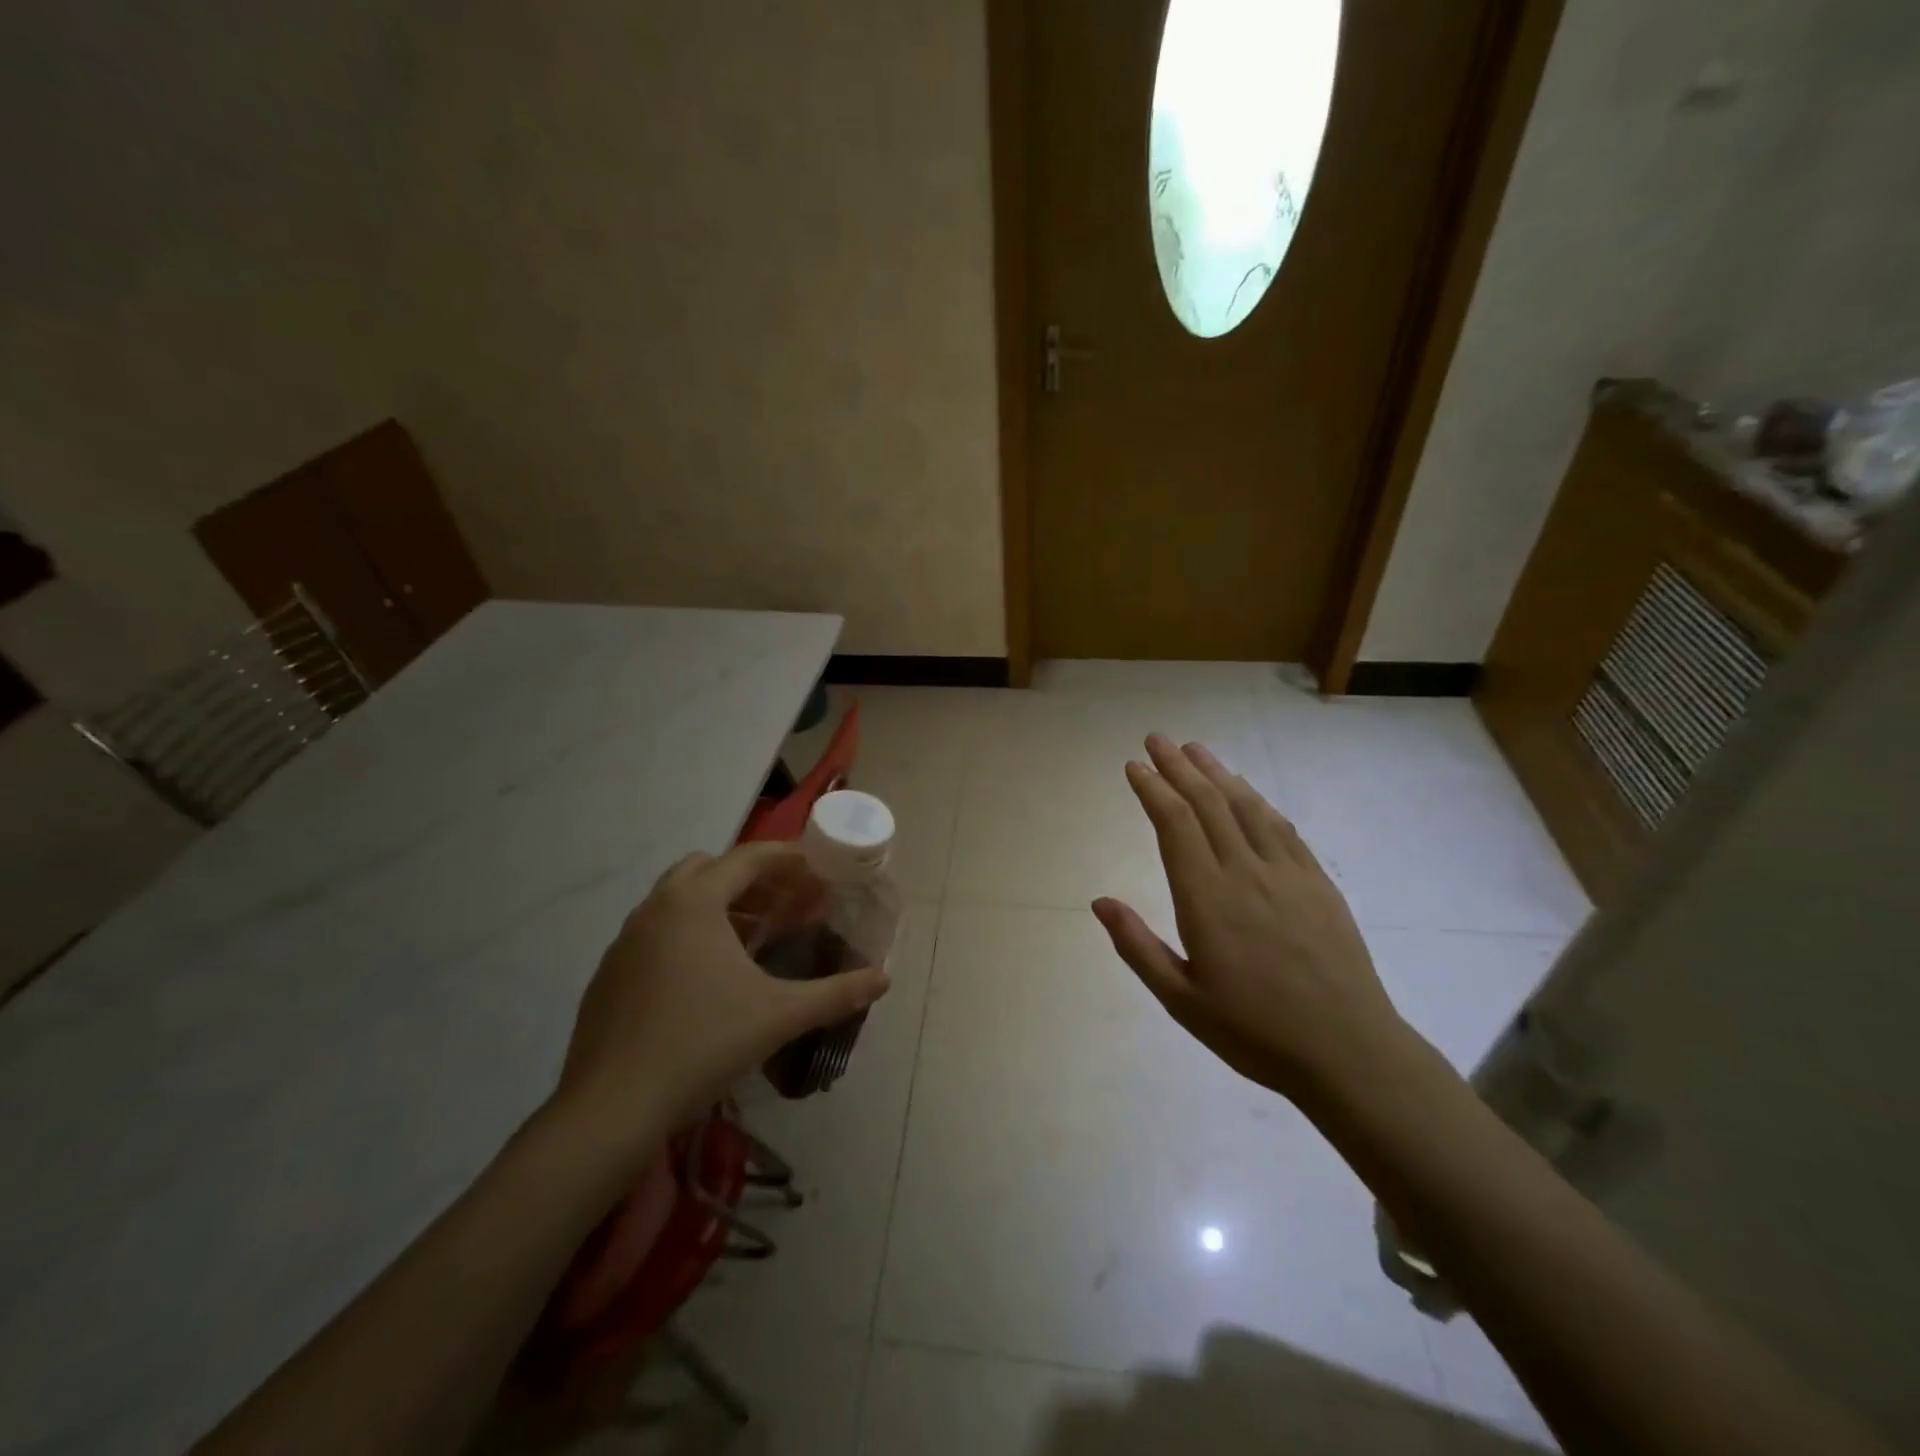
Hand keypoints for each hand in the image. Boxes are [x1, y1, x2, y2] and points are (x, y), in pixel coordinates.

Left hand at [554, 842, 890, 1131]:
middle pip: (708, 868)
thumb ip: (836, 993)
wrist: (611, 1109)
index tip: (816, 867)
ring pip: (676, 899)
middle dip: (750, 878)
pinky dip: (687, 933)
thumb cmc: (702, 1045)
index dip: (787, 858)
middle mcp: (654, 908)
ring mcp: (624, 940)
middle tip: (784, 902)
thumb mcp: (779, 1016)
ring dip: (717, 904)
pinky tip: (706, 977)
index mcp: (694, 902)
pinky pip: (655, 932)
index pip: (748, 857)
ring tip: (751, 936)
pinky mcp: (608, 973)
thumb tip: (884, 979)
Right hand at [1092, 735, 1408, 1104]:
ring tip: (1196, 750)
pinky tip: (1247, 792)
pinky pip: (1283, 828)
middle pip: (1207, 804)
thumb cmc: (1254, 1031)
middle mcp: (1246, 873)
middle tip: (1157, 740)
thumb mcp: (1181, 1000)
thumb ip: (1137, 946)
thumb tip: (1099, 901)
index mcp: (1207, 899)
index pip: (1175, 824)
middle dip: (1179, 767)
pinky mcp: (1318, 883)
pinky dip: (1258, 802)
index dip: (1153, 789)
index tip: (1135, 766)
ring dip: (1218, 773)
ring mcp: (1287, 874)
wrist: (1348, 1052)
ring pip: (1246, 807)